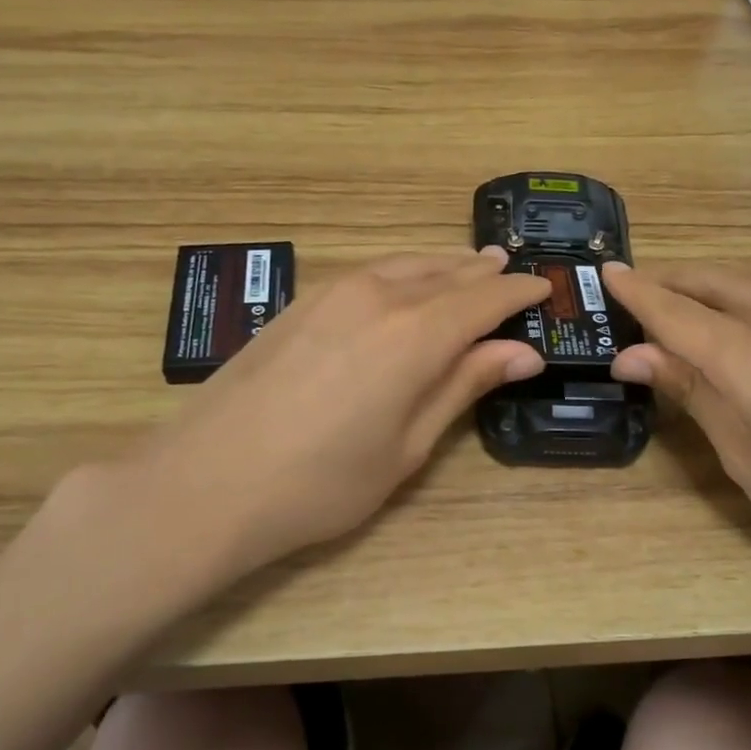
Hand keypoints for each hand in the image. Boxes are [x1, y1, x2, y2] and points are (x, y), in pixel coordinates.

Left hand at [124, 248, 549, 581]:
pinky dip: (402, 273)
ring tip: (468, 268)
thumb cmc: (321, 484)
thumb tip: (522, 353)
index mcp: (415, 335)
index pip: (484, 299)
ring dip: (442, 267)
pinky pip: (370, 273)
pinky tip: (405, 287)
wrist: (206, 483)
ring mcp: (332, 293)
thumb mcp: (407, 446)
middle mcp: (378, 297)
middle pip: (445, 274)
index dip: (518, 294)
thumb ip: (463, 387)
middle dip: (483, 274)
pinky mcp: (300, 302)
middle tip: (511, 273)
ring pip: (405, 265)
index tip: (544, 290)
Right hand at [604, 262, 750, 616]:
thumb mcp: (744, 456)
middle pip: (717, 283)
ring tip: (695, 306)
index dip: (639, 292)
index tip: (608, 272)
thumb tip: (631, 356)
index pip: (679, 314)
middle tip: (639, 292)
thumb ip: (692, 392)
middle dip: (673, 283)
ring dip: (718, 283)